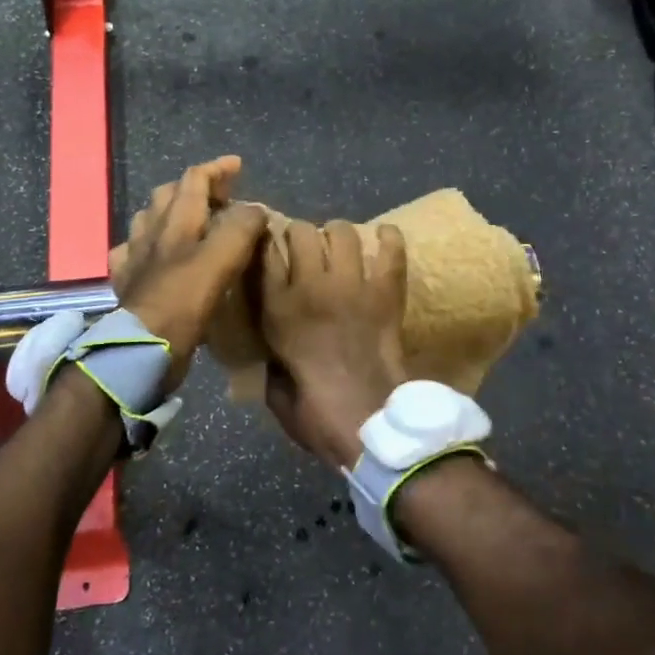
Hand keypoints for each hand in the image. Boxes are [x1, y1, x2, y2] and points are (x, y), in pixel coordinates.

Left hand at [109, 155, 267, 391]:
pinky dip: (146, 247)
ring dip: (169, 213)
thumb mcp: (221, 259)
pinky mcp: (127, 284)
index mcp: (177, 221)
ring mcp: (134, 258)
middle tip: (220, 196)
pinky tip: (152, 256)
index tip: (238, 165)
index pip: (194, 179)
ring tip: (189, 221)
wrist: (143, 347)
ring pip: (148, 221)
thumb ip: (240, 229)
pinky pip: (132, 254)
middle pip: (168, 195)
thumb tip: (255, 210)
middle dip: (194, 187)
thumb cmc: (184, 300)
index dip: (217, 169)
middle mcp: (151, 232)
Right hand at [259, 220, 407, 469]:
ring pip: (342, 233)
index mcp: (278, 310)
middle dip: (300, 235)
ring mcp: (352, 286)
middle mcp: (312, 287)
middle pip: (302, 232)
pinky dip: (388, 238)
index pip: (265, 252)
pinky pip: (390, 251)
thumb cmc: (316, 414)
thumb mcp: (274, 388)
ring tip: (339, 245)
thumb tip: (275, 346)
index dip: (266, 243)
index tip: (268, 246)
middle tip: (305, 250)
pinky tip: (383, 236)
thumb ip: (270, 357)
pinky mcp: (386, 293)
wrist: (369, 422)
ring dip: (337, 234)